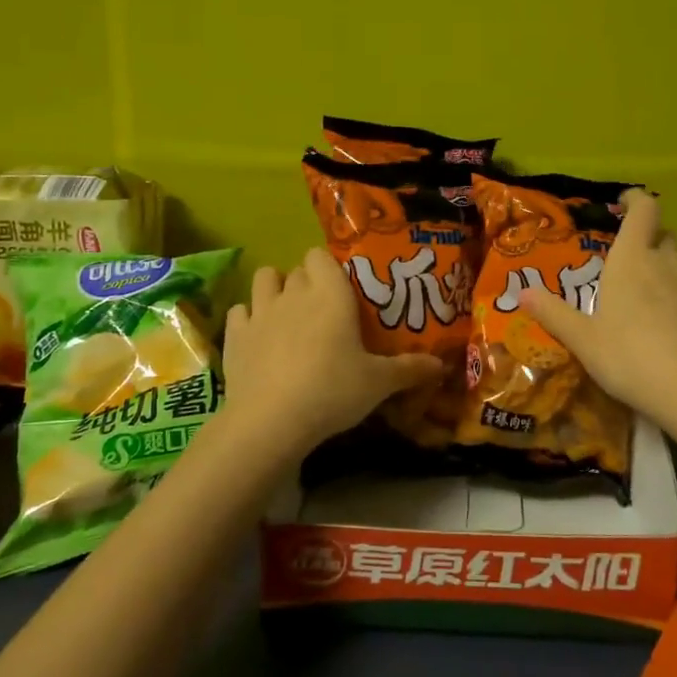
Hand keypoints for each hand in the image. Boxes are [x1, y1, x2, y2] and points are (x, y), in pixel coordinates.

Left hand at [220, 247, 444, 452]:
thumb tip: (442, 365)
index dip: (329, 267)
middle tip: (322, 310)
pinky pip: (240, 311)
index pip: (322, 256)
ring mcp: (260, 311)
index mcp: (330, 294)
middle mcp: (294, 293)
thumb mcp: (379, 383)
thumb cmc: (333, 391)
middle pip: (297, 269)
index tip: (342, 288)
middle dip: (307, 282)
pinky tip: (259, 337)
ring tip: (287, 314)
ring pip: (264, 279)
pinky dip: (248, 318)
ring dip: (274, 289)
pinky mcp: (235, 335)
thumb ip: (410, 369)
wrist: (271, 420)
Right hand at [521, 190, 676, 431]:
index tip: (624, 203)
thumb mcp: (584, 341)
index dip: (634, 200)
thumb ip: (554, 314)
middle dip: (649, 245)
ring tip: (655, 314)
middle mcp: (671, 265)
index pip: (643, 210)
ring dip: (670, 282)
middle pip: (664, 239)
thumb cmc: (631, 359)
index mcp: (634, 261)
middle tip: (630, 271)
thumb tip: (523, 292)